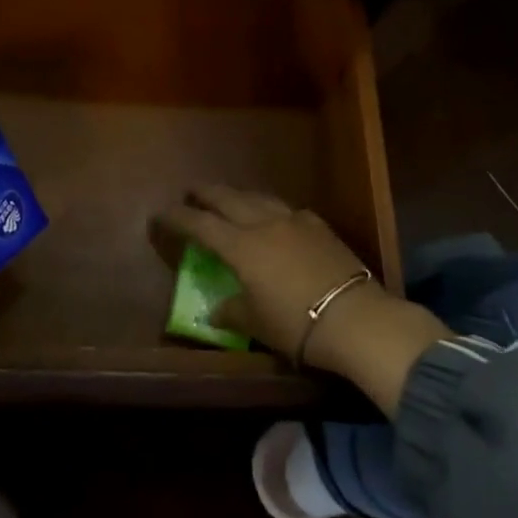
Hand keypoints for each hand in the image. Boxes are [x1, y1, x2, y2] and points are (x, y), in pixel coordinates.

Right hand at [154, 187, 449, 415]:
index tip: (160, 215)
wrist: (357, 319)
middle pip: (227, 198)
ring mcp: (293, 221)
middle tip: (192, 192)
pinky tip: (276, 218)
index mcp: (240, 246)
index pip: (200, 224)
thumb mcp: (257, 324)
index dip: (177, 217)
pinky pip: (287, 209)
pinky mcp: (319, 226)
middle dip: (205, 193)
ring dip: (238, 196)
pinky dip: (272, 209)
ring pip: (258, 197)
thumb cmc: (297, 325)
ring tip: (230, 199)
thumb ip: (231, 311)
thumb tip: (214, 310)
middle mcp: (263, 224)